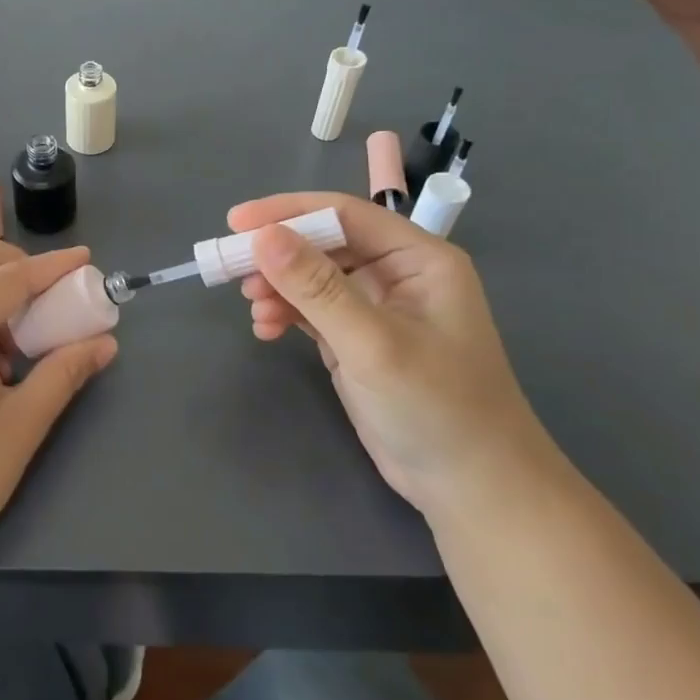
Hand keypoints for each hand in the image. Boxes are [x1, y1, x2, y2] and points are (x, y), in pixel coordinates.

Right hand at [230, 192, 554, 517]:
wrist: (470, 487)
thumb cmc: (437, 407)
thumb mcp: (372, 343)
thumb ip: (317, 287)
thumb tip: (262, 236)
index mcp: (418, 258)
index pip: (344, 215)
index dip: (288, 211)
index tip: (235, 222)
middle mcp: (396, 273)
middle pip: (323, 243)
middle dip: (277, 255)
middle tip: (229, 267)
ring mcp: (375, 307)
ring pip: (311, 277)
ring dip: (277, 286)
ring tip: (253, 308)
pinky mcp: (355, 338)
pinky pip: (310, 310)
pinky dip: (284, 313)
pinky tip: (265, 329)